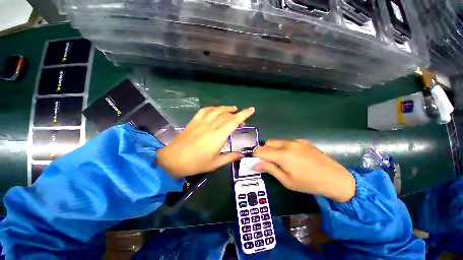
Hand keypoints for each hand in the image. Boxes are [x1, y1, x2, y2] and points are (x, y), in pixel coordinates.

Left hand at [157, 106, 254, 177]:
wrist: (172, 160)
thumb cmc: (195, 163)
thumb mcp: (215, 163)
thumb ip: (229, 157)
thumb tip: (241, 155)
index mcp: (217, 136)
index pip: (233, 121)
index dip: (244, 114)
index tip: (251, 109)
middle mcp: (210, 126)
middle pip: (226, 115)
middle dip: (237, 114)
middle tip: (242, 120)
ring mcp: (201, 122)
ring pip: (216, 110)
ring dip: (226, 108)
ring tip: (233, 109)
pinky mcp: (194, 121)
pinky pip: (205, 110)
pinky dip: (213, 108)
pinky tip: (216, 110)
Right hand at [253, 139, 354, 202]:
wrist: (336, 178)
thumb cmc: (309, 183)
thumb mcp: (286, 180)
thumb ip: (270, 169)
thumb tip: (256, 164)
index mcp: (283, 155)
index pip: (261, 150)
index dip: (255, 156)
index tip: (256, 162)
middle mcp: (287, 144)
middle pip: (267, 143)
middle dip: (263, 151)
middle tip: (268, 162)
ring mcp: (296, 141)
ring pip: (276, 141)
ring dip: (272, 148)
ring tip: (279, 159)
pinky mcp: (302, 141)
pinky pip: (286, 141)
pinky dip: (282, 147)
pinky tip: (291, 156)